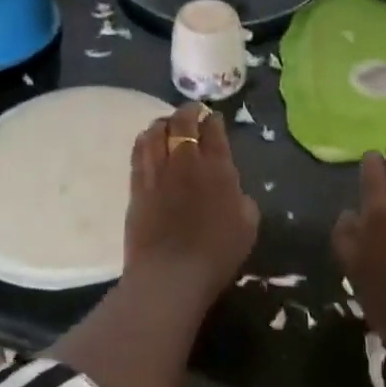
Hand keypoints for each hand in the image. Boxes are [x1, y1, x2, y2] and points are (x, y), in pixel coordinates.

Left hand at [125, 103, 259, 305]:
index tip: (214, 119)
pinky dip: (145, 140)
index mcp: (218, 168)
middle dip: (188, 112)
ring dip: (163, 123)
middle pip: (182, 123)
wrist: (171, 274)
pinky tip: (148, 141)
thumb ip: (242, 200)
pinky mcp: (137, 186)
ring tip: (167, 124)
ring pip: (156, 132)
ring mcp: (158, 172)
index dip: (214, 120)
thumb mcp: (248, 226)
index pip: (214, 131)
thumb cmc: (217, 253)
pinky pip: (138, 152)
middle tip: (192, 113)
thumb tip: (233, 190)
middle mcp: (186, 161)